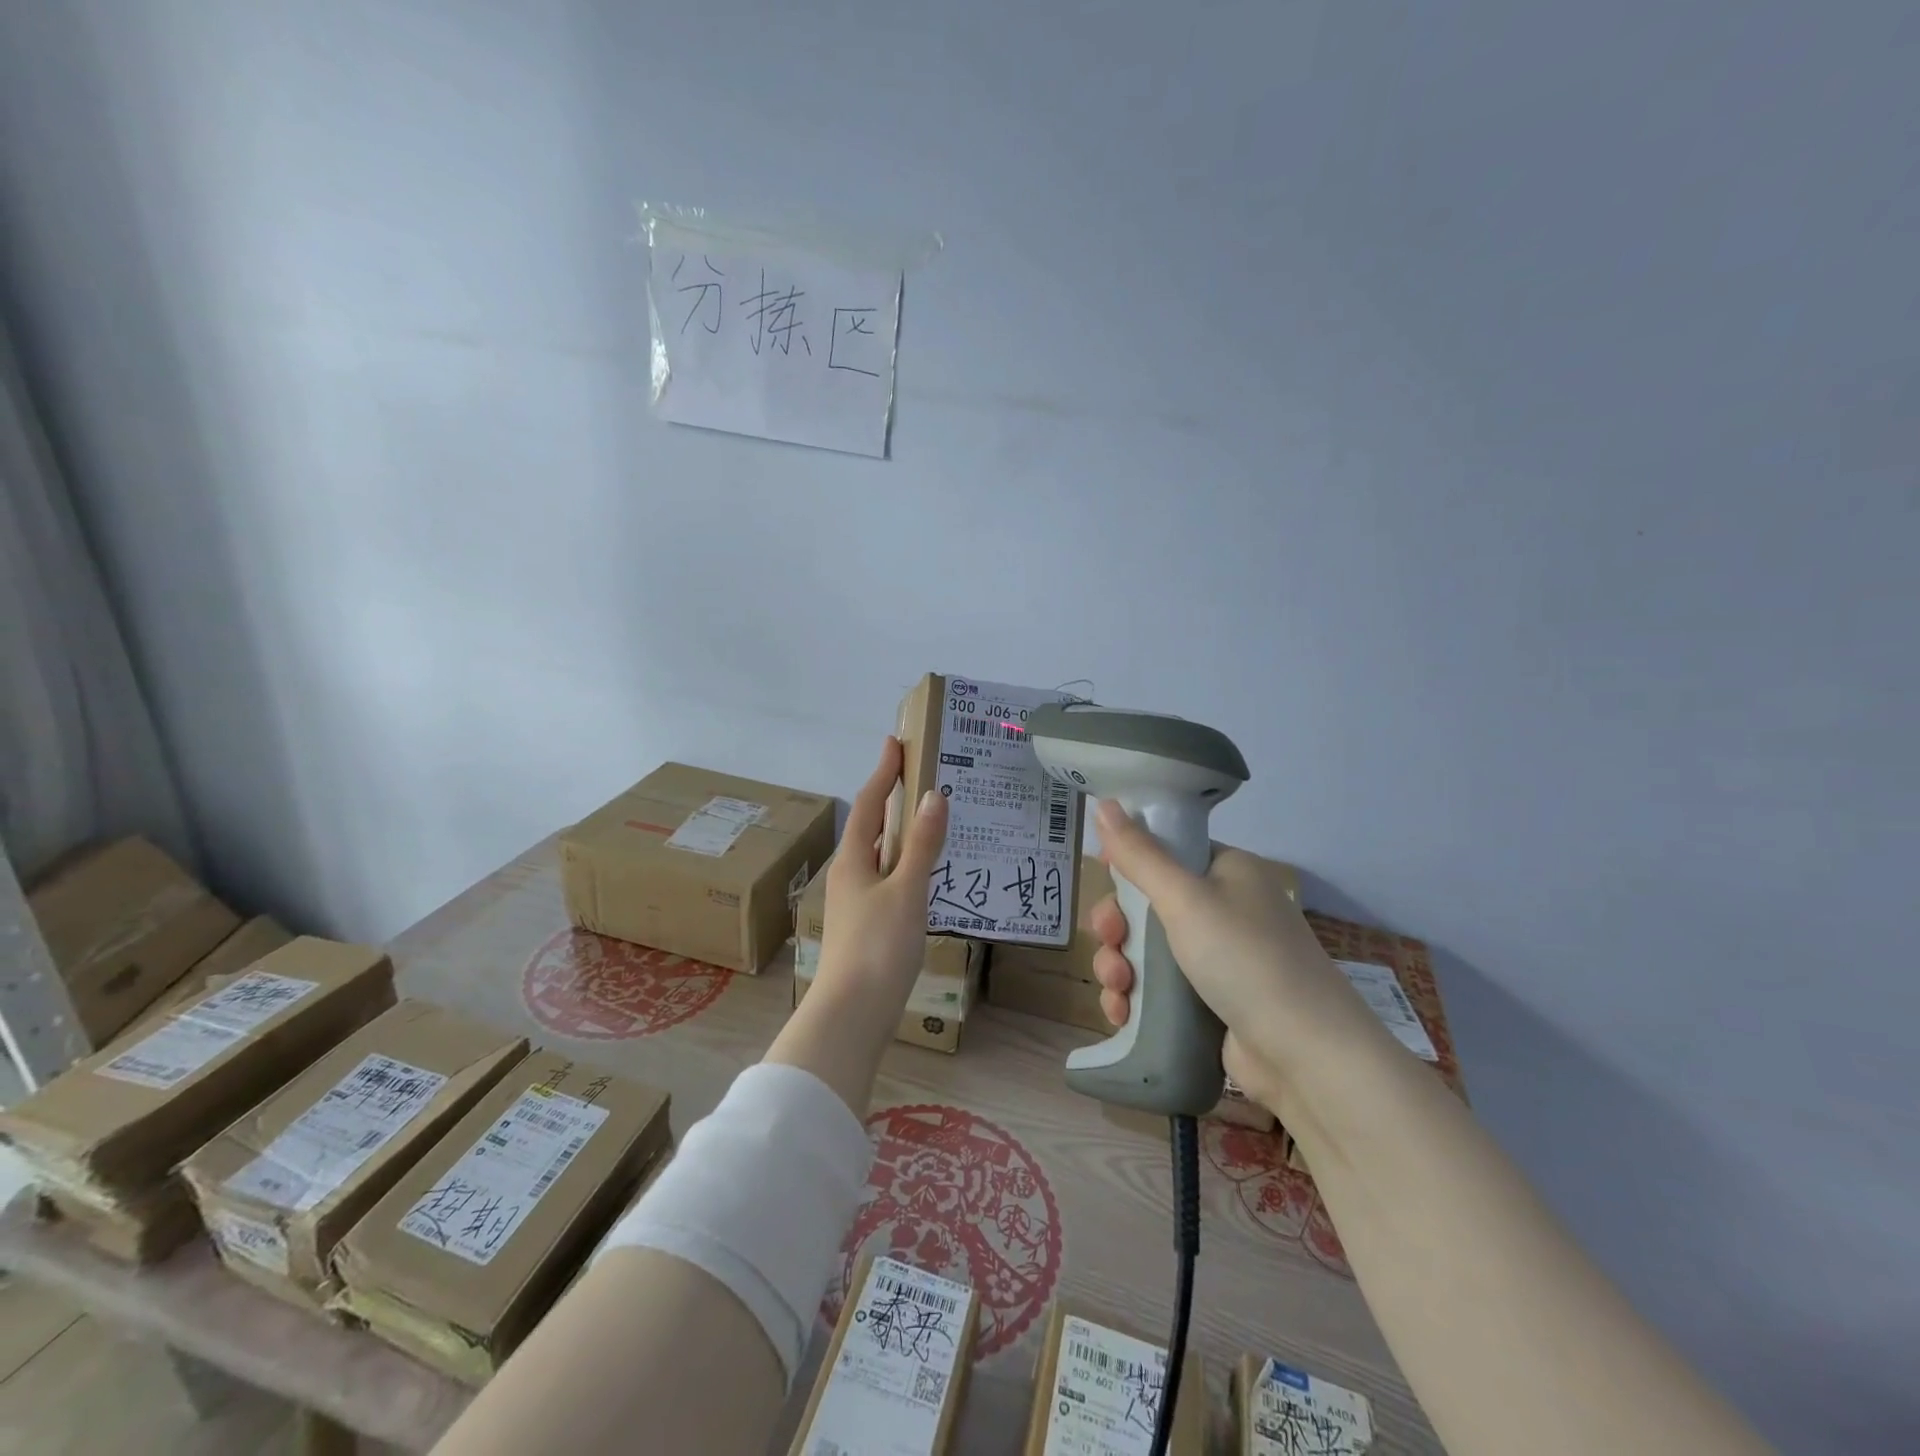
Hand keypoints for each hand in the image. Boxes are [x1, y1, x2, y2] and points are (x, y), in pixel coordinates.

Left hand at [815, 736, 948, 1002]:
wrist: (852, 1014)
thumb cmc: (878, 946)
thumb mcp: (906, 890)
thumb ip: (922, 845)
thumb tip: (934, 796)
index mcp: (853, 859)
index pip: (869, 803)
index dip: (883, 772)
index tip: (895, 743)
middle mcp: (849, 874)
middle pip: (871, 827)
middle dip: (892, 800)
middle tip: (920, 777)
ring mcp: (856, 901)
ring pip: (880, 854)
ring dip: (901, 833)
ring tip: (930, 819)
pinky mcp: (867, 925)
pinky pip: (888, 879)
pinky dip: (905, 864)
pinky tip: (925, 873)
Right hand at [1087, 801, 1388, 1115]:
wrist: (1306, 1056)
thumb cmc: (1245, 959)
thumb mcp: (1185, 898)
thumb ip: (1139, 854)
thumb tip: (1104, 802)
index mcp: (1228, 871)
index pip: (1167, 852)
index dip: (1130, 865)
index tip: (1104, 881)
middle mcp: (1225, 909)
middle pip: (1148, 904)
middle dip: (1118, 926)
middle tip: (1109, 942)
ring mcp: (1219, 958)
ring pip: (1147, 949)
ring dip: (1119, 966)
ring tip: (1117, 990)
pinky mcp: (1210, 1002)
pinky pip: (1158, 988)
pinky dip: (1135, 997)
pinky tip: (1121, 1013)